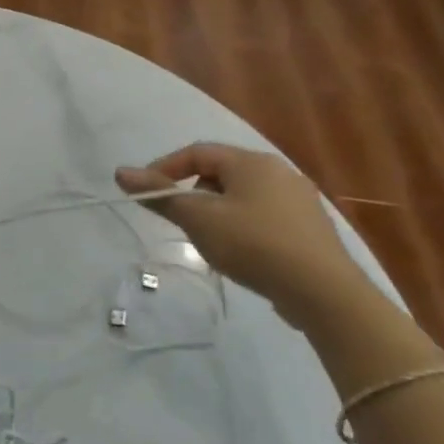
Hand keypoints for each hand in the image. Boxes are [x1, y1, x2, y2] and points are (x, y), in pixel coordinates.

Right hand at [116, 143, 367, 322]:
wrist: (323, 291)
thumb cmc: (253, 244)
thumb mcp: (199, 219)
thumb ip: (161, 195)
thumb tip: (121, 172)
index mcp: (252, 161)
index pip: (198, 152)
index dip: (165, 168)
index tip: (146, 193)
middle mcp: (279, 171)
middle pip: (221, 172)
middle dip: (192, 191)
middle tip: (176, 218)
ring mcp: (299, 200)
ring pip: (242, 195)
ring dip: (216, 210)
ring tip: (205, 238)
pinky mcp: (309, 228)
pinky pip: (263, 215)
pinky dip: (242, 225)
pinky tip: (240, 252)